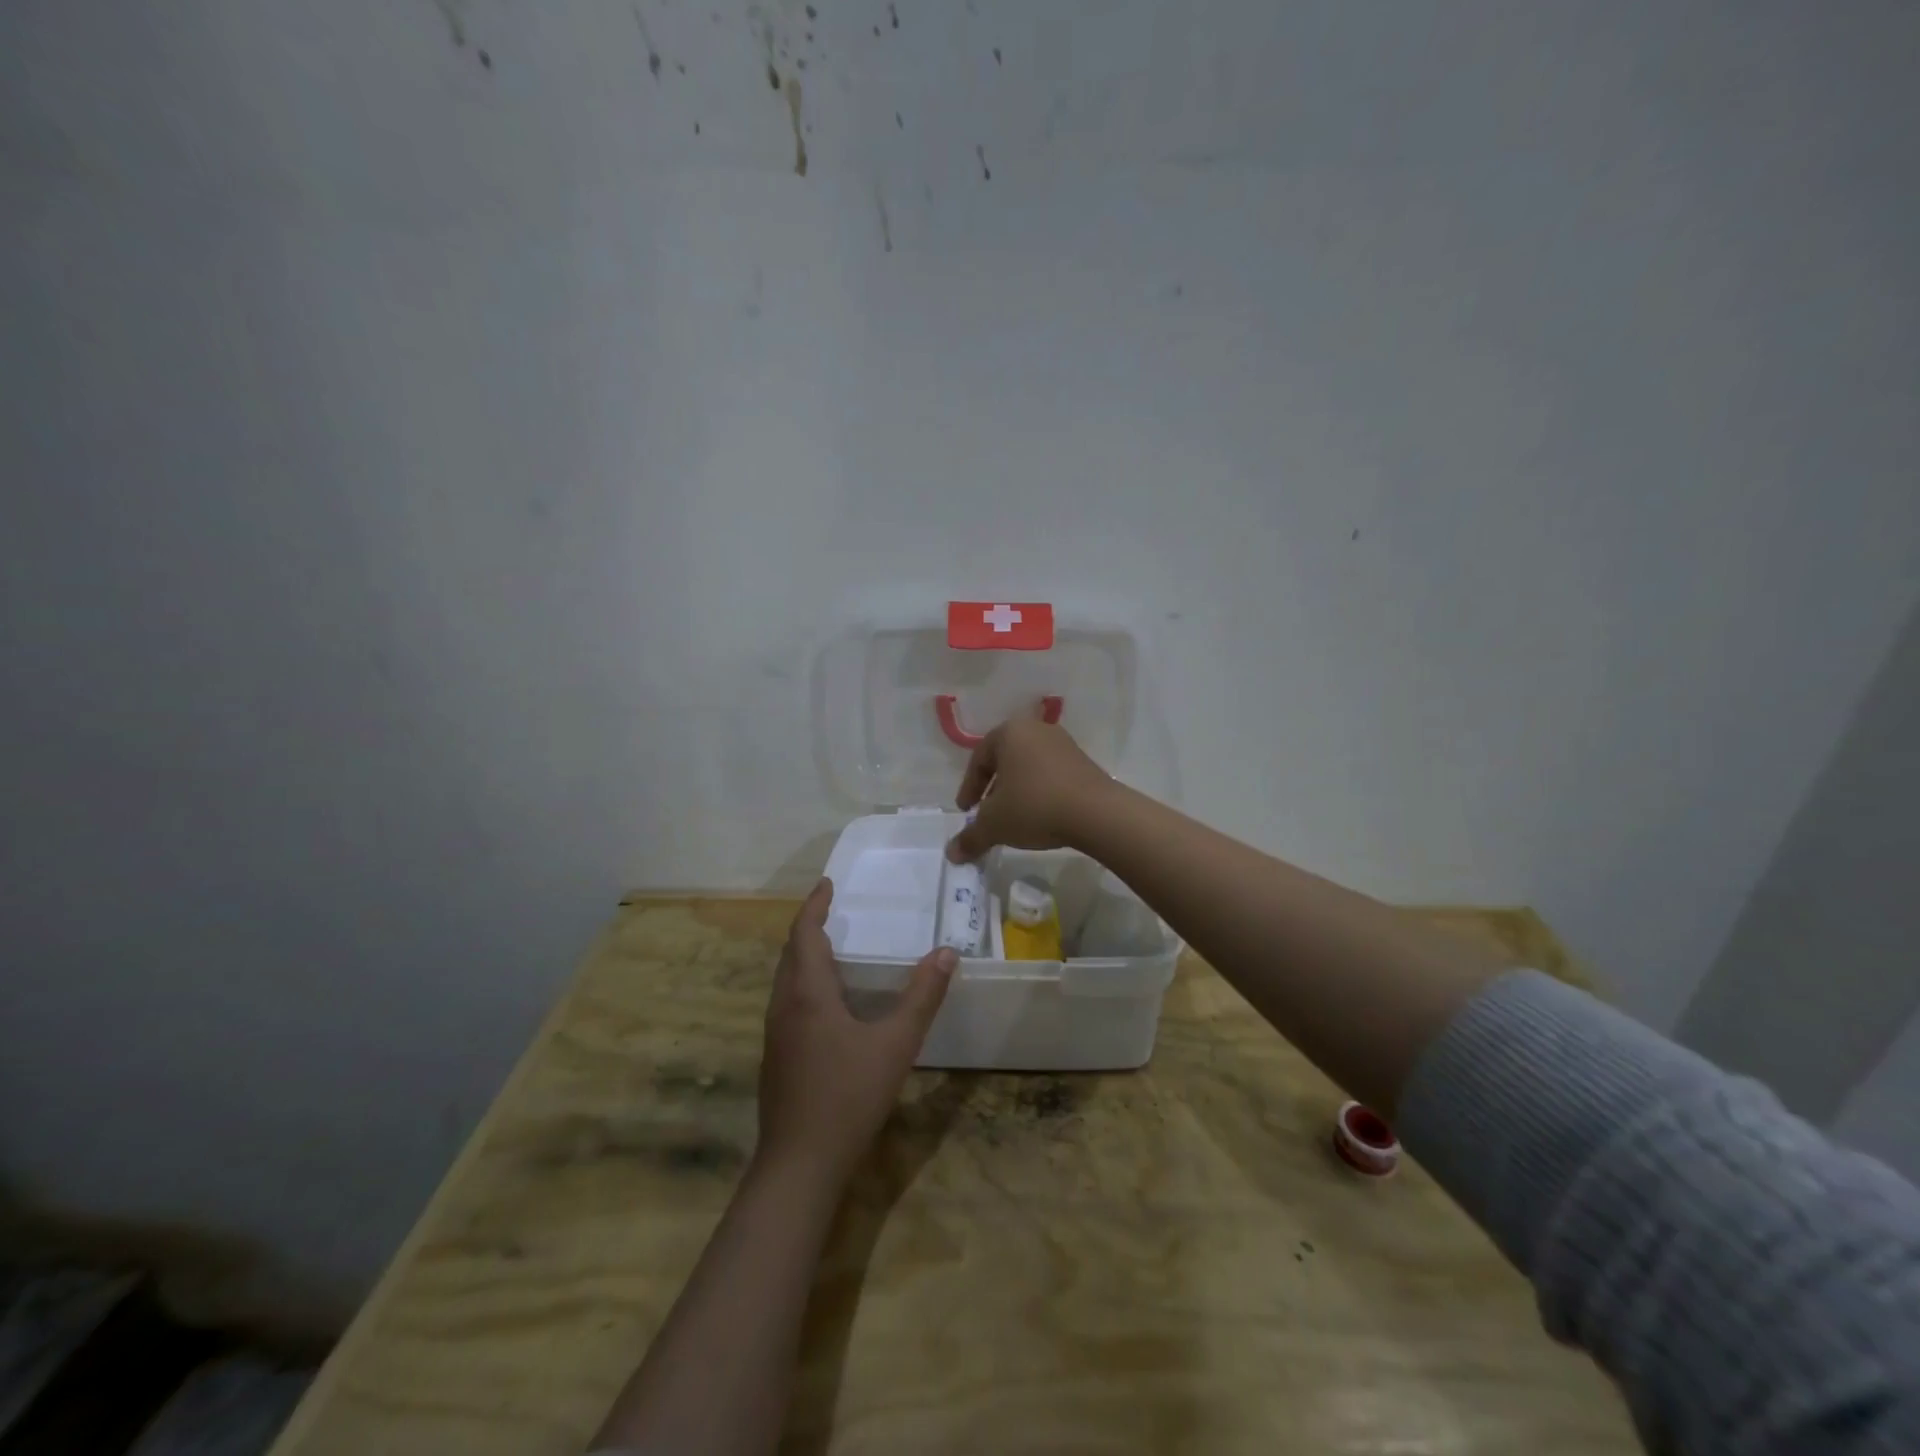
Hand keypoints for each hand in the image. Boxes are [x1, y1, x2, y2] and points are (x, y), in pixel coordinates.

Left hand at [757, 880, 956, 1183]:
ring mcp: (775, 1035)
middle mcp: (784, 1006)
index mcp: (807, 994)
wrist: (799, 1166)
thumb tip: (947, 952)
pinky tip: (827, 1004)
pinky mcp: (776, 1059)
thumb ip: (922, 997)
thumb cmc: (848, 1096)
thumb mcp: (895, 1044)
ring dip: (804, 956)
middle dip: (809, 927)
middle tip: (833, 910)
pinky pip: (787, 1003)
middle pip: (790, 954)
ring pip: (785, 980)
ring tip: (832, 948)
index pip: (804, 934)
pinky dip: (804, 984)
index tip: (827, 884)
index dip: (814, 905)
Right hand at [946, 718, 1114, 862]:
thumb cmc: (1035, 806)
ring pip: (1029, 767)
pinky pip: (1051, 775)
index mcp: (1010, 732)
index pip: (979, 759)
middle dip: (993, 789)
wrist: (1096, 813)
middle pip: (1005, 760)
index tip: (966, 812)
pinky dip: (1040, 793)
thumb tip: (951, 854)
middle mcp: (1036, 730)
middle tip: (987, 814)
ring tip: (1014, 819)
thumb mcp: (995, 825)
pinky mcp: (1084, 762)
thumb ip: (970, 837)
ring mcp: (1064, 744)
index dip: (969, 788)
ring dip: (1017, 791)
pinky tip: (1041, 816)